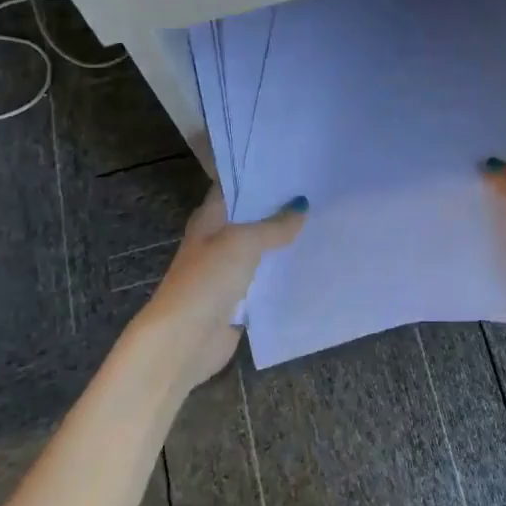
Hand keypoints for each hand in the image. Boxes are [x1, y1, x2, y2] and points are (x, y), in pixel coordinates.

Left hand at [122, 189, 307, 400]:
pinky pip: (265, 278)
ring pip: (260, 249)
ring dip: (283, 241)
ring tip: (320, 221)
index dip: (259, 176)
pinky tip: (308, 260)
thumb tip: (301, 206)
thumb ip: (274, 226)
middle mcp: (216, 240)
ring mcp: (227, 270)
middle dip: (278, 208)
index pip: (234, 187)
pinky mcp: (239, 298)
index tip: (292, 166)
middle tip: (316, 192)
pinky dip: (282, 271)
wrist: (185, 339)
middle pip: (250, 218)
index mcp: (208, 218)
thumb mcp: (243, 242)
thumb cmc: (208, 279)